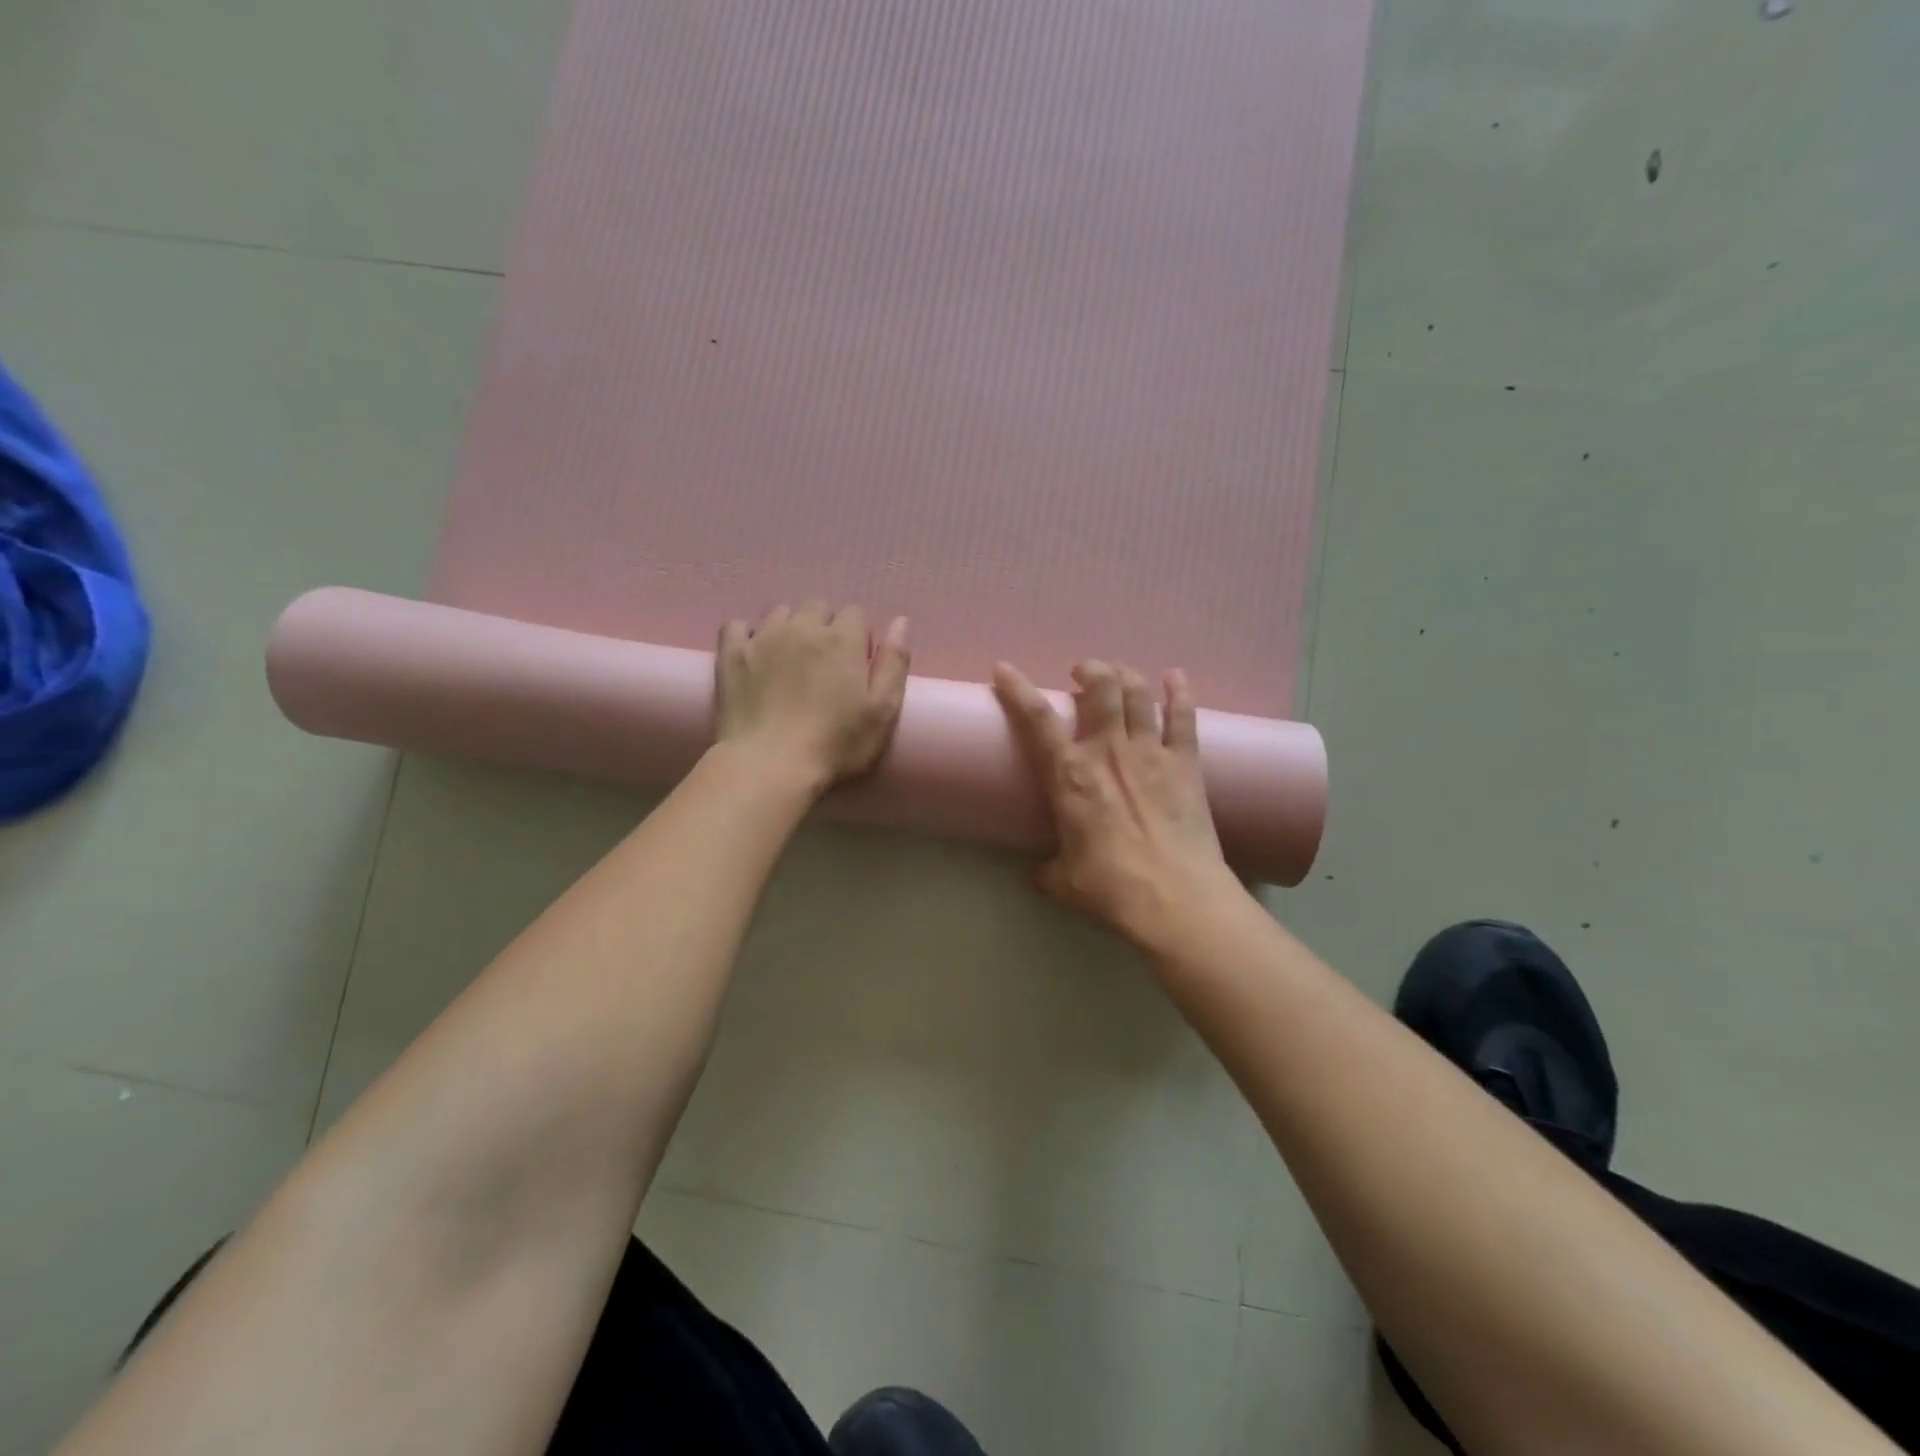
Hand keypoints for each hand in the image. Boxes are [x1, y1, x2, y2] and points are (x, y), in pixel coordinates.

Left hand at [716, 603, 910, 793]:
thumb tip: (899, 622)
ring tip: (790, 662)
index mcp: (842, 640)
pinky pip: (737, 626)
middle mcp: (802, 628)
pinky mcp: (731, 655)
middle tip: (825, 666)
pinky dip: (748, 635)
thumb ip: (894, 663)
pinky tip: (754, 656)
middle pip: (818, 608)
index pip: (856, 614)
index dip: (859, 637)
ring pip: (781, 613)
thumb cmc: (835, 745)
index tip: (856, 666)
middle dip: (825, 628)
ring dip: (790, 628)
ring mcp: (762, 638)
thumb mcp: (883, 712)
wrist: (769, 766)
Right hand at [993, 658, 1234, 944]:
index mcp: (1071, 776)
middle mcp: (1109, 752)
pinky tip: (1175, 677)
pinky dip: (1178, 692)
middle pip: (1101, 687)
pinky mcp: (1186, 765)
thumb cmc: (1112, 889)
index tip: (1003, 669)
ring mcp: (1152, 753)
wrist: (1177, 901)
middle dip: (1089, 669)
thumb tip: (1038, 872)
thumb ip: (1046, 870)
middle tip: (1081, 674)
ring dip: (1126, 675)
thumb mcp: (1063, 883)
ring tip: (1117, 675)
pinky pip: (1183, 717)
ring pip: (1138, 693)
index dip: (1017, 689)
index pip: (1037, 719)